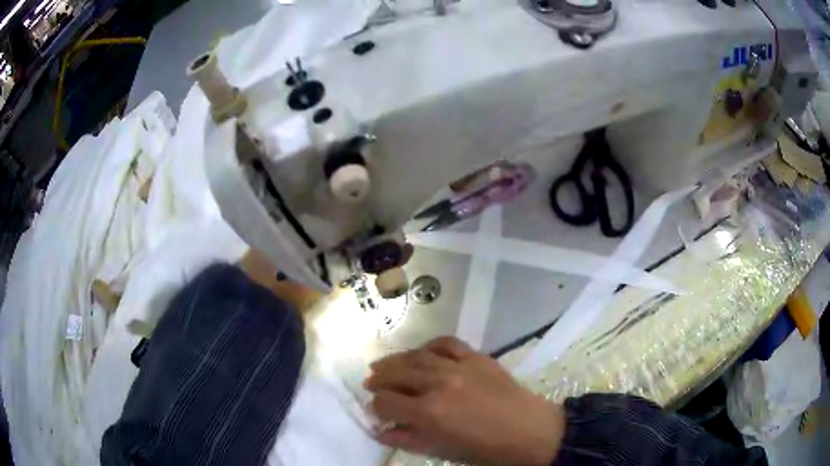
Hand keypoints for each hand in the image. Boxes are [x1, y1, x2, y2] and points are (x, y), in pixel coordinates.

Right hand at [364, 337, 564, 464]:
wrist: (529, 431)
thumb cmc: (486, 449)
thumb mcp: (443, 451)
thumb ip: (408, 439)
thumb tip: (381, 431)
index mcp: (429, 412)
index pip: (386, 402)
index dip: (376, 408)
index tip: (378, 412)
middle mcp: (438, 383)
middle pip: (395, 373)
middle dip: (378, 380)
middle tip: (370, 383)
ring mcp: (459, 366)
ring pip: (416, 355)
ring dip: (395, 360)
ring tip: (384, 365)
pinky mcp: (476, 357)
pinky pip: (446, 343)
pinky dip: (429, 346)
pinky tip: (422, 353)